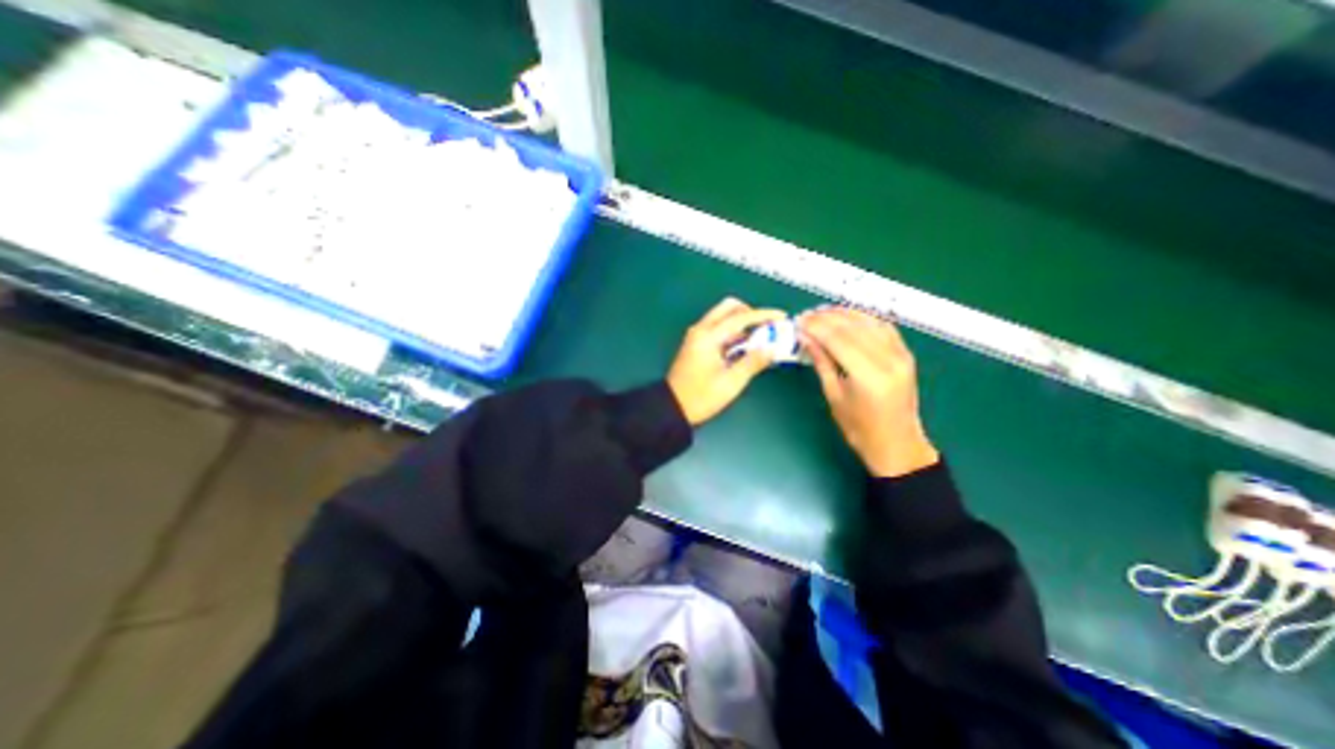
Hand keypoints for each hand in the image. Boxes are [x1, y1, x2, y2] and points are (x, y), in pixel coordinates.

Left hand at [665, 300, 784, 425]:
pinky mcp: (697, 345)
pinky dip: (733, 334)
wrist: (673, 409)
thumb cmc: (701, 397)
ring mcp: (697, 337)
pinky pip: (718, 330)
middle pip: (728, 308)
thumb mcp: (731, 382)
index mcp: (707, 336)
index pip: (740, 317)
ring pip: (723, 318)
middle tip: (767, 327)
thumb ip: (753, 362)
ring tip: (761, 340)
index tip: (782, 317)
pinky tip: (745, 348)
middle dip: (750, 313)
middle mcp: (700, 330)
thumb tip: (772, 348)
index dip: (764, 315)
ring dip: (742, 324)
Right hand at [796, 306, 943, 477]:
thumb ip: (821, 362)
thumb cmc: (859, 428)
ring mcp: (901, 354)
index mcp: (868, 376)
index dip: (816, 326)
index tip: (798, 321)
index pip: (837, 339)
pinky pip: (883, 326)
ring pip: (868, 321)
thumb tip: (805, 337)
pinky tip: (848, 316)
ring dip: (843, 313)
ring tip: (822, 312)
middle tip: (805, 316)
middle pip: (852, 327)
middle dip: (826, 318)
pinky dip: (863, 317)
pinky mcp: (906, 353)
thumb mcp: (834, 395)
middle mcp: (888, 360)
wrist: (897, 443)